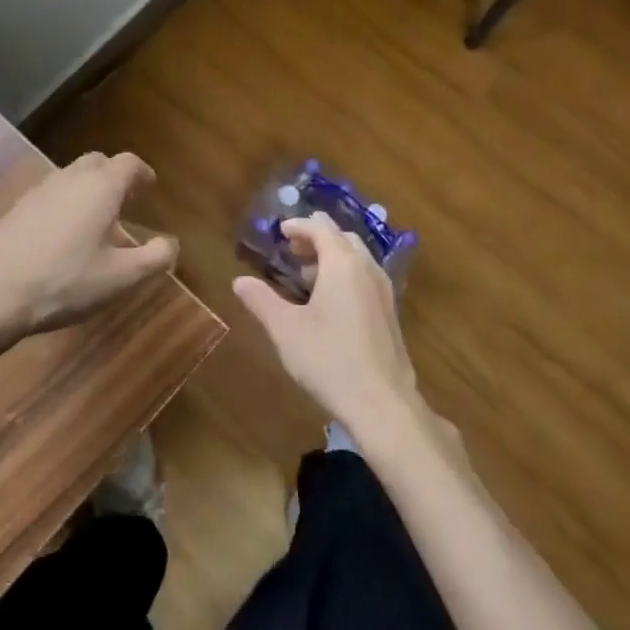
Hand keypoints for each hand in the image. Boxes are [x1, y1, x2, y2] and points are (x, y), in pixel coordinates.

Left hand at [0, 151, 176, 339]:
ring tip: (97, 224)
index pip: (129, 163)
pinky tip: (64, 238)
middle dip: (114, 177)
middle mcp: (70, 179)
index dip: (143, 173)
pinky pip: (51, 195)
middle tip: (126, 201)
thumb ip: (154, 258)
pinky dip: (66, 205)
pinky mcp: (16, 209)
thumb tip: (171, 243)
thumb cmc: (65, 281)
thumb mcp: (121, 277)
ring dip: (89, 191)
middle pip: (97, 163)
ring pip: (71, 178)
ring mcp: (38, 191)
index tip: (150, 187)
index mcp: (101, 187)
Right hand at [232, 212, 426, 440]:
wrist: (382, 403)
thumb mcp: (286, 330)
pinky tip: (329, 302)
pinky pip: (365, 277)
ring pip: (357, 258)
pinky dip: (345, 274)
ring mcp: (383, 291)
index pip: (321, 229)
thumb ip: (261, 300)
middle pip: (342, 238)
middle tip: (292, 250)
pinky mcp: (390, 313)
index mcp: (343, 265)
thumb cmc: (329, 360)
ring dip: (331, 257)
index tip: (280, 231)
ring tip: (305, 275)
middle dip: (316, 238)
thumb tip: (239, 281)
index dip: (299, 226)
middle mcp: (367, 269)